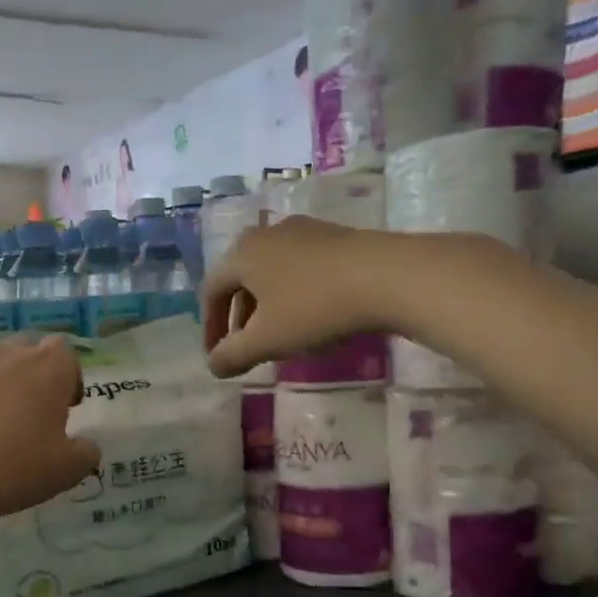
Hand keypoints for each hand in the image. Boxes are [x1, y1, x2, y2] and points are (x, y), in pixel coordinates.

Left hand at [0, 336, 101, 534]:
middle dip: (33, 378)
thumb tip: (85, 447)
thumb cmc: (16, 466)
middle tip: (33, 416)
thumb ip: (85, 452)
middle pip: (27, 354)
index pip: (66, 355)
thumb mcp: (68, 469)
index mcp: (48, 366)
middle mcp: (7, 355)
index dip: (69, 380)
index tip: (66, 409)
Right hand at [200, 217, 390, 377]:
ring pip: (270, 272)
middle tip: (246, 348)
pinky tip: (310, 314)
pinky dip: (291, 293)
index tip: (217, 356)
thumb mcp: (267, 340)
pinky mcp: (333, 236)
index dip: (210, 327)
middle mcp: (266, 234)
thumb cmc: (314, 308)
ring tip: (279, 334)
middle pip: (240, 279)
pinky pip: (298, 266)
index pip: (211, 291)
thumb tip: (213, 365)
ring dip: (265, 306)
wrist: (387, 276)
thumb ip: (233, 355)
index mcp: (242, 254)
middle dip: (239, 317)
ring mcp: (302, 230)